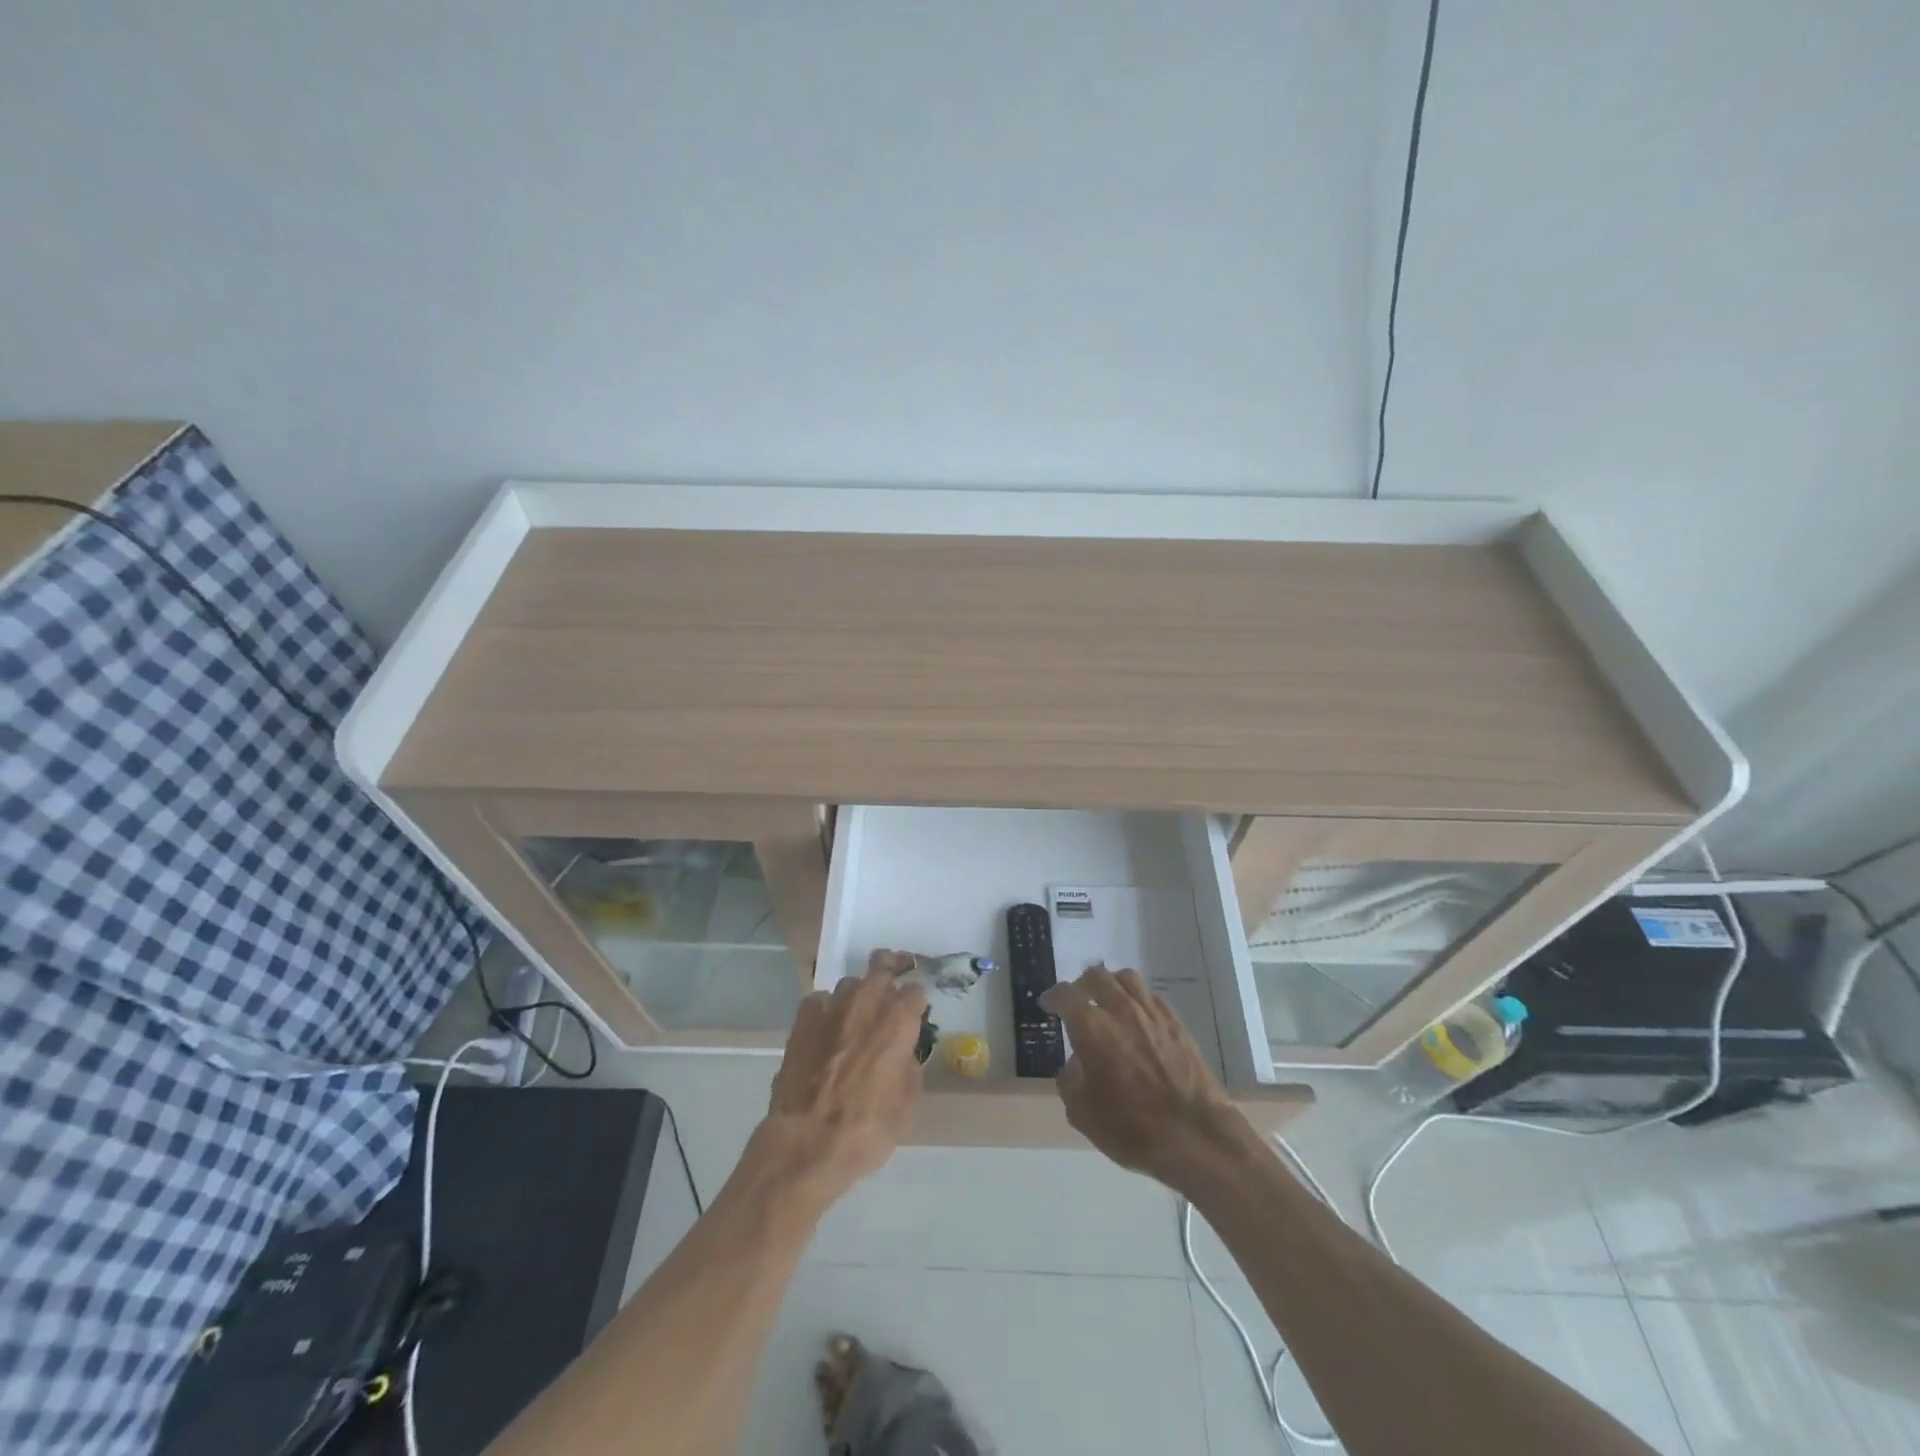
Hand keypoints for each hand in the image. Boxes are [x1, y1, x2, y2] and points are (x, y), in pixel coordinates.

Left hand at [757, 950, 928, 1204]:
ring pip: (850, 983)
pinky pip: (821, 1001)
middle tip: (892, 979)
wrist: (807, 1142)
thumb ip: (909, 1061)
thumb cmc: (867, 1127)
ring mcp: (832, 1004)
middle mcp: (867, 1000)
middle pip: (882, 963)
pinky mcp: (803, 1017)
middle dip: (890, 967)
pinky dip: (827, 1011)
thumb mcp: (907, 1100)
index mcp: (899, 1018)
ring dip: (857, 995)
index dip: (916, 1002)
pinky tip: (826, 1031)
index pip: (916, 989)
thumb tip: (903, 1048)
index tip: (915, 1013)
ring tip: (855, 1016)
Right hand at [1041, 965, 1242, 1187]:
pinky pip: (1151, 995)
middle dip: (1081, 985)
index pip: (1065, 995)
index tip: (1047, 1004)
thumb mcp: (1083, 1115)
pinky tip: (1137, 1016)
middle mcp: (1120, 1009)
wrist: (1196, 1136)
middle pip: (1096, 976)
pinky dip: (1137, 998)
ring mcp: (1152, 1012)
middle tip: (1077, 1000)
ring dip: (1111, 984)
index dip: (1052, 997)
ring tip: (1107, 1000)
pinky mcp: (1176, 1022)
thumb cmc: (1133, 1129)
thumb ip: (1070, 1081)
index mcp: (1092, 1028)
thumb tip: (1076, 1063)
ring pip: (1126, 978)